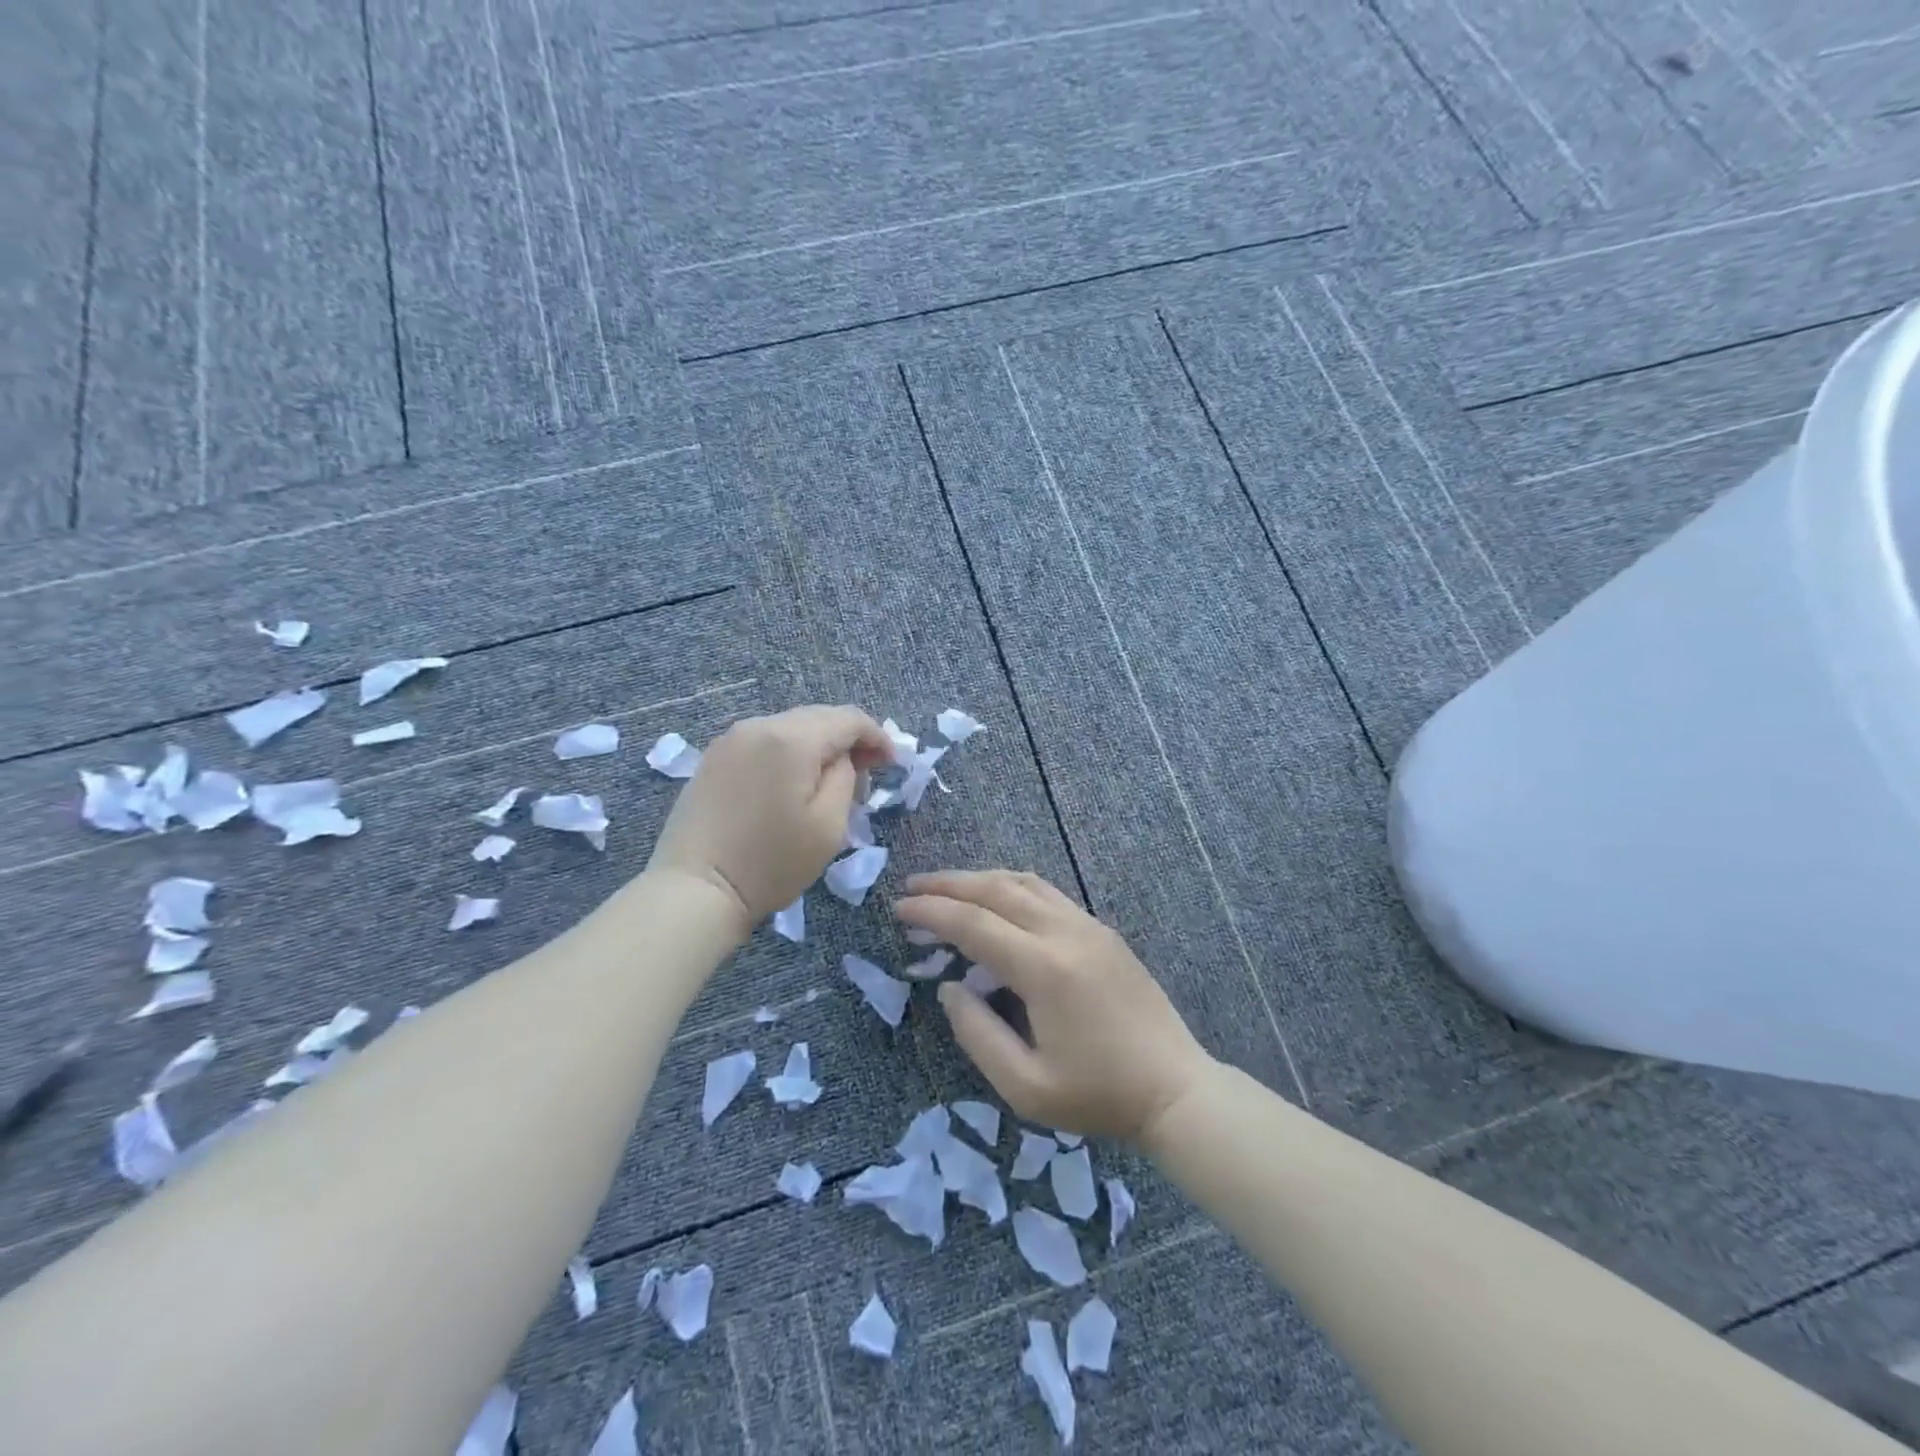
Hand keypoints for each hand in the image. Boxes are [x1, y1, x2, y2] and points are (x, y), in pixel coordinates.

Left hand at [648, 706, 891, 933]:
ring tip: (830, 781)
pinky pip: (765, 742)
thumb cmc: (770, 863)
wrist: (695, 890)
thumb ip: (846, 778)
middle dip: (848, 740)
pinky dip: (789, 754)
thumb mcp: (829, 825)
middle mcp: (759, 725)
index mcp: (792, 738)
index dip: (877, 736)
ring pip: (790, 728)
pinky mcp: (714, 758)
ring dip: (818, 747)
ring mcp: (731, 739)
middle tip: (867, 773)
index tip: (891, 764)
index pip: (848, 718)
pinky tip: (793, 783)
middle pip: (819, 717)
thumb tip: (842, 759)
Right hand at [895, 869, 1213, 1142]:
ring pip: (1025, 882)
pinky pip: (1048, 893)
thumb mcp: (1026, 1087)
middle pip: (997, 889)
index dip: (932, 912)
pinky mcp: (1102, 931)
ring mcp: (1089, 926)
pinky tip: (998, 899)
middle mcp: (1065, 932)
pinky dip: (1011, 886)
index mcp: (1044, 968)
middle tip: (912, 888)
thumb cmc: (1099, 1096)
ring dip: (980, 879)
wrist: (1175, 1089)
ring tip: (946, 888)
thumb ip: (978, 1034)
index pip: (974, 923)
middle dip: (949, 884)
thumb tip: (949, 988)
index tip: (899, 909)